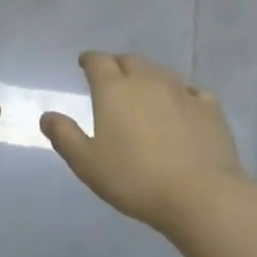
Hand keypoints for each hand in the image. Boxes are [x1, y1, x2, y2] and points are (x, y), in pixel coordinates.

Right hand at [41, 52, 247, 232]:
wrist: (201, 196)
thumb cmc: (136, 179)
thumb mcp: (87, 164)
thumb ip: (64, 136)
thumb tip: (47, 116)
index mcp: (114, 89)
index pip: (97, 60)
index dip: (89, 60)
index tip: (84, 64)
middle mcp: (147, 80)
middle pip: (130, 60)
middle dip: (119, 65)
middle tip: (114, 80)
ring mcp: (181, 91)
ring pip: (160, 72)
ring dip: (149, 77)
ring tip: (145, 93)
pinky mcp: (209, 107)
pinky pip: (192, 91)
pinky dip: (182, 94)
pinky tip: (183, 107)